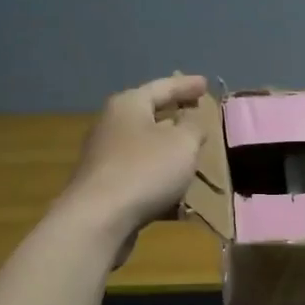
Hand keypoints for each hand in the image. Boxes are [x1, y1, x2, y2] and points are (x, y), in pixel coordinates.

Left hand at [61, 74, 208, 245]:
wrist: (98, 220)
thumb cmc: (145, 169)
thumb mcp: (182, 143)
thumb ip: (193, 127)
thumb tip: (191, 121)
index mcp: (128, 105)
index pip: (163, 87)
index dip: (186, 85)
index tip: (206, 84)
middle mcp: (112, 126)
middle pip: (149, 116)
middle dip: (175, 117)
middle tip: (197, 115)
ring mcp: (105, 158)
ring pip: (145, 148)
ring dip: (168, 152)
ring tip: (192, 155)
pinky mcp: (105, 188)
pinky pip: (140, 177)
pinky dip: (160, 180)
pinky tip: (178, 195)